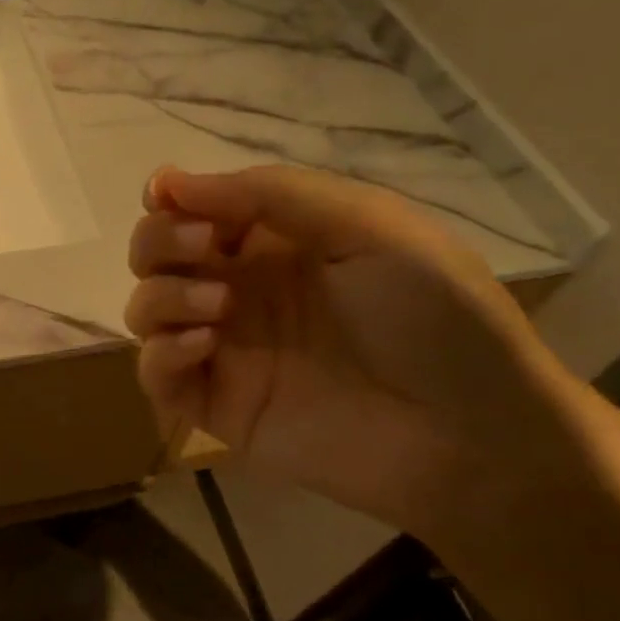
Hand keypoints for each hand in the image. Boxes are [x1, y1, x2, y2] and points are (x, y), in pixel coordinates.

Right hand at [124, 165, 567, 531]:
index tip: (165, 195)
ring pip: (145, 310)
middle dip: (159, 242)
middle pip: (154, 254)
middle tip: (201, 246)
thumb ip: (269, 193)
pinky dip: (161, 354)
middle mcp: (239, 288)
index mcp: (274, 241)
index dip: (170, 198)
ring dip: (163, 296)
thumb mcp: (368, 226)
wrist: (474, 438)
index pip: (193, 209)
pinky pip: (154, 375)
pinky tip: (206, 346)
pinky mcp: (215, 405)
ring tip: (219, 306)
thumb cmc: (435, 317)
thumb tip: (168, 182)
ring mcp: (224, 349)